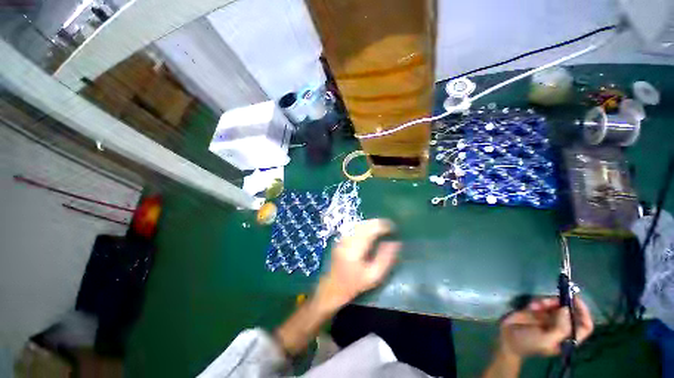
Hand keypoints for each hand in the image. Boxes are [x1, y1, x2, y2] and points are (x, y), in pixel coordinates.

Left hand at [315, 219, 399, 311]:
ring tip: (381, 228)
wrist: (333, 287)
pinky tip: (370, 231)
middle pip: (364, 224)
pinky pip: (354, 227)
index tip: (393, 227)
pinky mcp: (341, 238)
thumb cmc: (355, 284)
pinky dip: (364, 226)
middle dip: (378, 223)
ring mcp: (343, 238)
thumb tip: (395, 243)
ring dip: (371, 223)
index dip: (383, 226)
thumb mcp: (374, 276)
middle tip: (389, 226)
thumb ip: (385, 258)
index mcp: (355, 249)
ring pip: (359, 224)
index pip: (370, 230)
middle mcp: (348, 240)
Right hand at [498, 296, 593, 358]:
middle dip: (562, 304)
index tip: (575, 299)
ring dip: (548, 302)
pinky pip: (543, 302)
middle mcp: (561, 327)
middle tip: (553, 299)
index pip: (584, 326)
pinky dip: (538, 302)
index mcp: (567, 338)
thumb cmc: (529, 343)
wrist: (507, 337)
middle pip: (570, 312)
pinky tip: (530, 306)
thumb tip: (566, 308)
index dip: (584, 313)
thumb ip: (560, 328)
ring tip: (536, 305)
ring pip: (556, 305)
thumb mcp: (546, 340)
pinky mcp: (537, 311)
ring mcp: (549, 319)